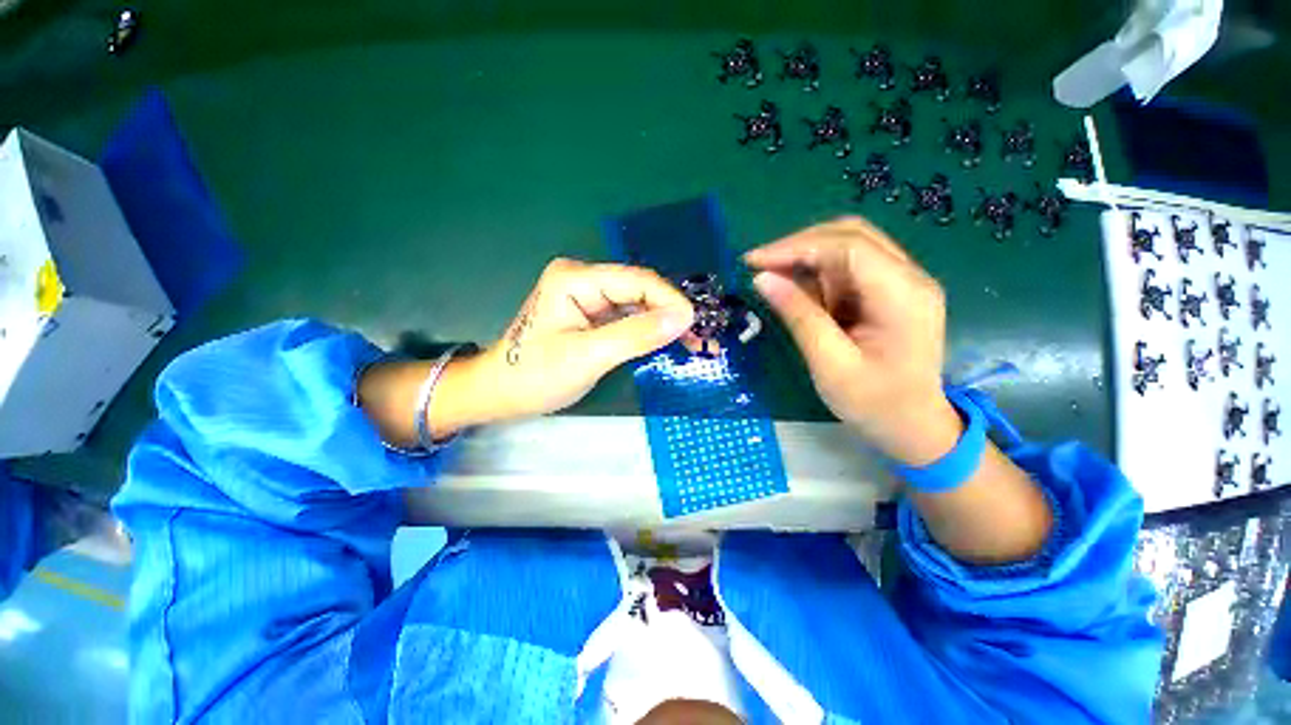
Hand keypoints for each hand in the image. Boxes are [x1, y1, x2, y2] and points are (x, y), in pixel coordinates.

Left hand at [477, 257, 695, 416]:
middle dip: (670, 313)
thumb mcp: (588, 357)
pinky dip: (649, 331)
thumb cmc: (535, 375)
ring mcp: (588, 297)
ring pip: (637, 305)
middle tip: (699, 337)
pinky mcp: (592, 315)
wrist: (501, 393)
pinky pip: (628, 319)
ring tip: (693, 342)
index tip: (695, 325)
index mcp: (576, 279)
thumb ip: (636, 335)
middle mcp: (584, 280)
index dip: (670, 300)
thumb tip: (683, 317)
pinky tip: (668, 342)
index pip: (636, 281)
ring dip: (663, 324)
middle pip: (639, 291)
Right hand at [745, 217, 960, 464]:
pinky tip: (797, 292)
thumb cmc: (874, 404)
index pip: (848, 246)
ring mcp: (902, 283)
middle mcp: (909, 278)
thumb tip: (762, 278)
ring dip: (806, 259)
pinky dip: (817, 275)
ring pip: (847, 247)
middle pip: (850, 235)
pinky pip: (848, 269)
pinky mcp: (889, 292)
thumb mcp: (829, 364)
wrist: (914, 427)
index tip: (753, 262)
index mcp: (902, 295)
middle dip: (799, 246)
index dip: (796, 247)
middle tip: (759, 266)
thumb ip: (798, 316)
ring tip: (773, 280)